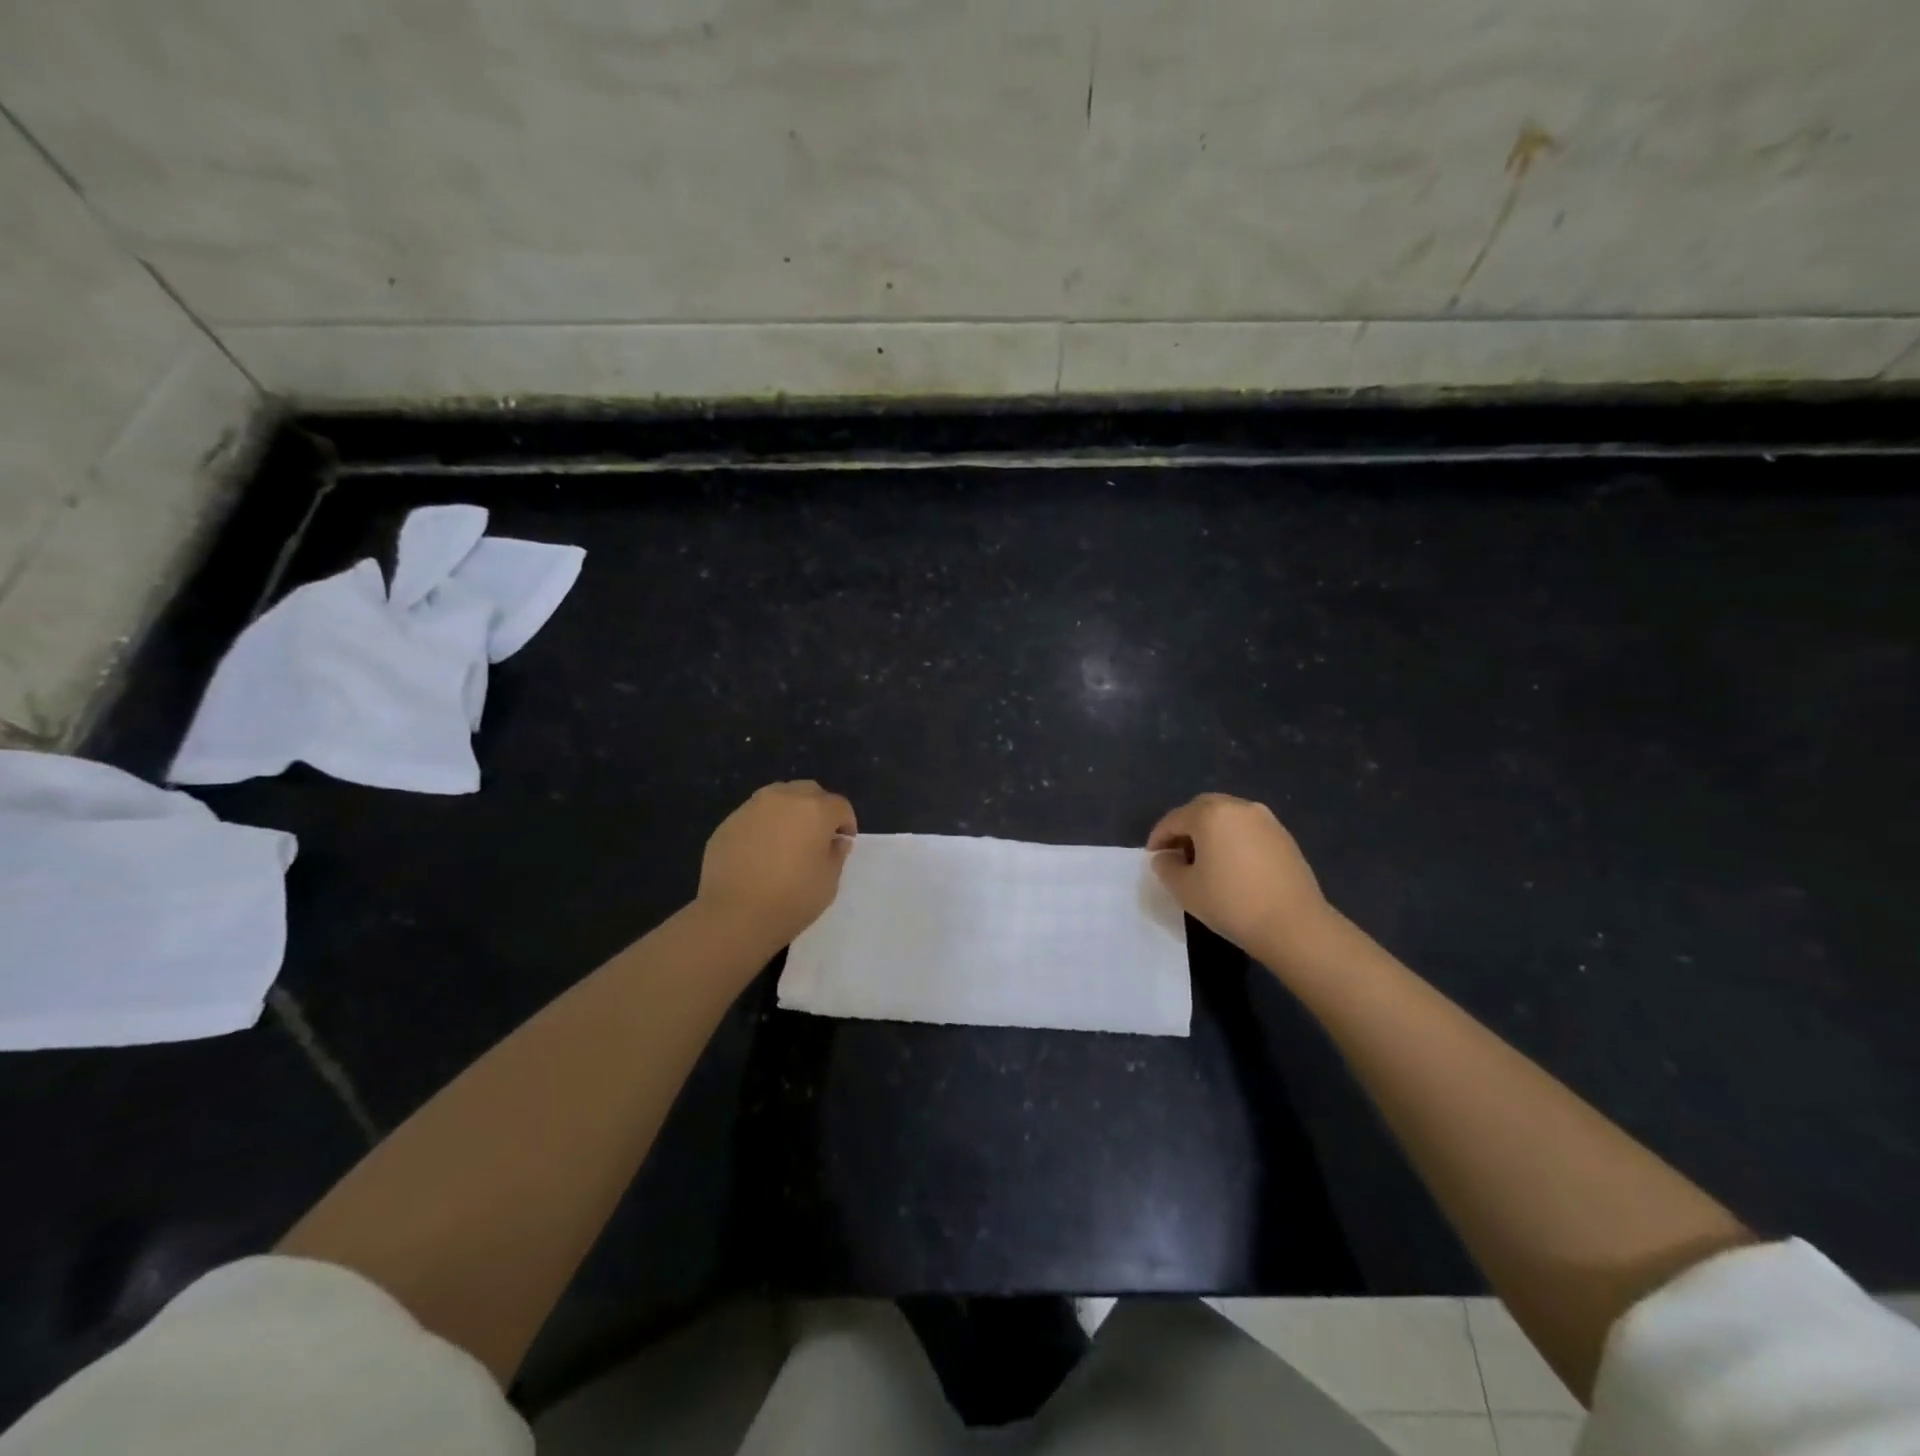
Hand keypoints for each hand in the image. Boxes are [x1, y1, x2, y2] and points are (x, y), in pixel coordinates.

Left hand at [697, 781, 856, 950]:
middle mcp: (784, 798)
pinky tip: (759, 853)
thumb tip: (835, 840)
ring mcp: (752, 807)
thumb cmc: (791, 899)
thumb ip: (837, 853)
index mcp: (815, 810)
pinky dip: (763, 826)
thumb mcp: (829, 881)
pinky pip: (754, 816)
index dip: (846, 824)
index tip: (842, 844)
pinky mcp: (728, 822)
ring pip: (779, 797)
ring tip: (786, 841)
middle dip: (818, 809)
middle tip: (816, 837)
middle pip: (809, 792)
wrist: (734, 915)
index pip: (840, 806)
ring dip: (789, 812)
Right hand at [1148, 793, 1339, 967]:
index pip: (1174, 819)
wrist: (1294, 925)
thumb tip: (1165, 857)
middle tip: (1176, 853)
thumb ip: (1166, 868)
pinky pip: (1248, 829)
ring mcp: (1266, 820)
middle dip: (1185, 827)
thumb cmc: (1231, 903)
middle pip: (1202, 809)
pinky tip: (1232, 865)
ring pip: (1227, 816)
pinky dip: (1233, 839)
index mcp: (1211, 814)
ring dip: (1210, 831)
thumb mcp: (1185, 889)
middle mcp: (1238, 807)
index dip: (1158, 837)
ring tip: (1205, 860)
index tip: (1152, 857)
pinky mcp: (1284, 836)